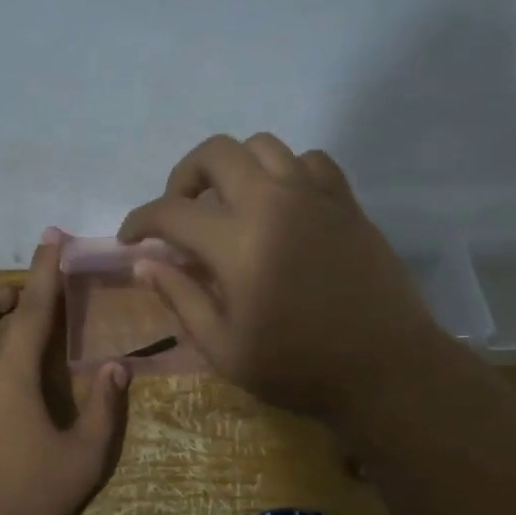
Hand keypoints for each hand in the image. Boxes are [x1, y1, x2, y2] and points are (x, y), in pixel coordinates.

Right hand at [118, 133, 442, 425]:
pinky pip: (309, 160)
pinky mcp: (346, 202)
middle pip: (216, 153)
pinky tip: (281, 204)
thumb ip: (181, 297)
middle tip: (180, 212)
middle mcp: (274, 202)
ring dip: (234, 168)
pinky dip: (285, 171)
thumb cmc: (298, 367)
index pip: (171, 212)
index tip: (130, 239)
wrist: (385, 369)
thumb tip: (144, 262)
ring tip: (229, 203)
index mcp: (237, 242)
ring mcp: (315, 196)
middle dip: (184, 176)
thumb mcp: (224, 347)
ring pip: (263, 145)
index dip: (140, 222)